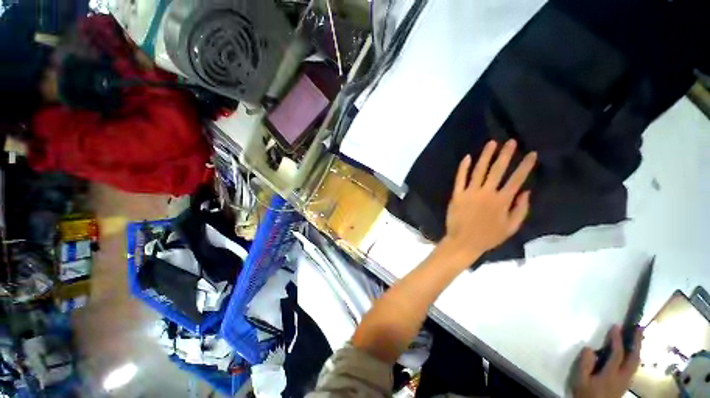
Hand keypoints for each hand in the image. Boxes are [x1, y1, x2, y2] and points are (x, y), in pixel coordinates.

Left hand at [442, 139, 536, 261]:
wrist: (463, 242)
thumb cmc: (488, 237)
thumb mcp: (511, 228)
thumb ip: (520, 210)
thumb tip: (526, 191)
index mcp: (502, 201)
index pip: (516, 179)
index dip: (525, 166)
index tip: (531, 153)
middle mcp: (486, 193)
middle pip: (497, 170)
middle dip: (505, 154)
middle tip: (510, 141)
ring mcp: (470, 193)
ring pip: (478, 171)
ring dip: (485, 156)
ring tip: (491, 143)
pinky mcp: (457, 195)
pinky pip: (460, 179)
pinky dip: (463, 168)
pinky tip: (467, 157)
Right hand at [573, 326, 642, 397]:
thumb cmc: (586, 394)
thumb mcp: (581, 381)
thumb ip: (585, 365)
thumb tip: (588, 348)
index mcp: (611, 374)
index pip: (617, 354)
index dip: (617, 340)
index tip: (615, 326)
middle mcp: (623, 376)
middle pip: (633, 358)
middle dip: (637, 343)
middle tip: (639, 328)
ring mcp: (626, 380)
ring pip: (636, 363)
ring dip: (638, 349)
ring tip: (638, 338)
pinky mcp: (625, 383)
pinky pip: (633, 367)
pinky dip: (635, 357)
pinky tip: (633, 354)